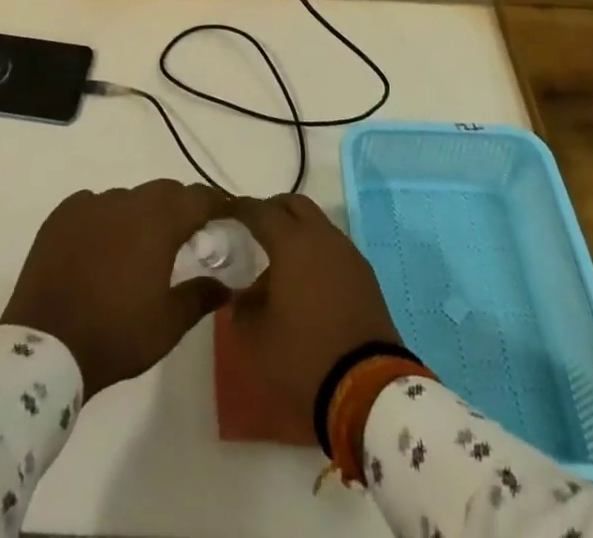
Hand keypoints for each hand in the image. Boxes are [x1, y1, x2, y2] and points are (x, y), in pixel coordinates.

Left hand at [1, 180, 232, 394]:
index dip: (217, 203)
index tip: (229, 214)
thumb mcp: (168, 325)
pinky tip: (103, 245)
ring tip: (141, 245)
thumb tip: (228, 283)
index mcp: (158, 221)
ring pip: (128, 198)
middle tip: (188, 234)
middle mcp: (127, 201)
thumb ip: (201, 296)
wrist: (45, 346)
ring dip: (141, 214)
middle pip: (164, 192)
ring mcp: (91, 204)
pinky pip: (94, 205)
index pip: (198, 198)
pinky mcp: (62, 215)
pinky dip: (106, 219)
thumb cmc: (115, 335)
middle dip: (181, 207)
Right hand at [226, 193, 402, 431]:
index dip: (240, 209)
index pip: (260, 211)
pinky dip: (316, 251)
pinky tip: (307, 279)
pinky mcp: (364, 274)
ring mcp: (347, 252)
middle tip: (254, 229)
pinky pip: (333, 247)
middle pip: (294, 204)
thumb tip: (242, 292)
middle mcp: (321, 236)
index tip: (225, 213)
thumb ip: (242, 305)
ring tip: (280, 260)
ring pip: (317, 224)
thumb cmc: (303, 355)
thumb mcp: (255, 337)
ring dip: (297, 231)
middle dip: (272, 210)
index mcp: (292, 242)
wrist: (367, 387)